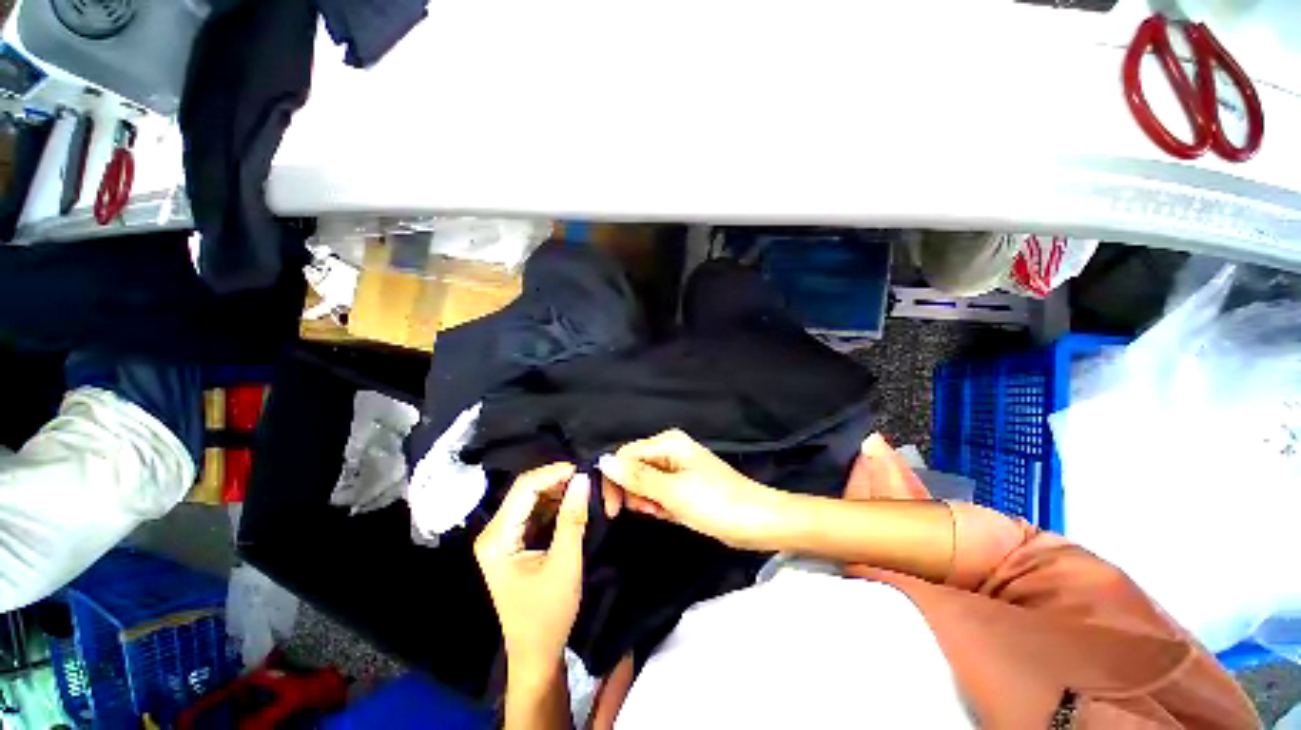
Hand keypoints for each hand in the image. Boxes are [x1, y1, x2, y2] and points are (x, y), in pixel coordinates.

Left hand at [474, 463, 589, 676]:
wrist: (536, 653)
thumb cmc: (548, 614)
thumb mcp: (565, 563)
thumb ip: (572, 518)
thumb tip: (582, 479)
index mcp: (497, 539)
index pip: (523, 489)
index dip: (552, 474)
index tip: (581, 469)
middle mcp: (493, 533)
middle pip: (524, 491)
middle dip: (555, 481)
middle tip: (585, 477)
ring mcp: (501, 538)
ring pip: (530, 499)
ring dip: (556, 491)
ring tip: (582, 488)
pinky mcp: (513, 542)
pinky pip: (534, 512)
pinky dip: (553, 505)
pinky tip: (571, 503)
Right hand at [597, 429, 788, 549]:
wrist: (758, 522)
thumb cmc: (715, 504)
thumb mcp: (672, 492)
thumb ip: (636, 477)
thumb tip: (602, 460)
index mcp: (668, 442)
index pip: (625, 455)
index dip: (615, 481)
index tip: (613, 511)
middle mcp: (671, 448)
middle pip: (634, 467)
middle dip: (635, 492)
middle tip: (651, 510)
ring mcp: (678, 466)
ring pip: (645, 482)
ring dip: (648, 501)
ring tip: (664, 512)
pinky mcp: (684, 483)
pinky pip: (660, 491)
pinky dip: (661, 504)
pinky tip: (673, 513)